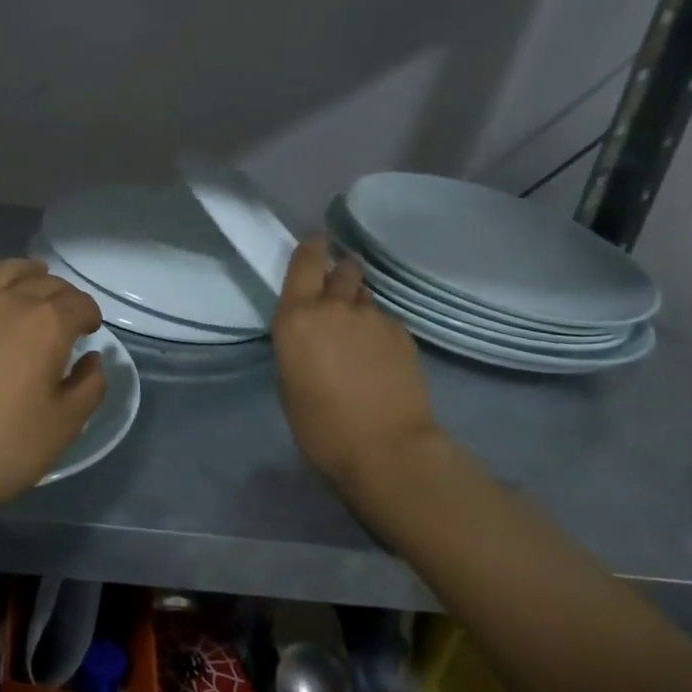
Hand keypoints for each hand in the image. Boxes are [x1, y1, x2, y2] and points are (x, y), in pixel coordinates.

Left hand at [0, 259, 106, 522]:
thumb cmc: (1, 446)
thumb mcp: (62, 427)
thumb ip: (88, 387)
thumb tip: (92, 360)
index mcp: (47, 324)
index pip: (79, 303)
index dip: (90, 315)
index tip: (90, 331)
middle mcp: (10, 301)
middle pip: (45, 282)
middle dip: (63, 295)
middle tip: (66, 316)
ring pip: (4, 270)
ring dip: (26, 273)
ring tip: (32, 283)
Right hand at [272, 236, 441, 487]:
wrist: (386, 447)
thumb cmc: (320, 424)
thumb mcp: (289, 380)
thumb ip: (298, 344)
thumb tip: (314, 335)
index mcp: (297, 316)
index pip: (305, 261)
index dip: (312, 248)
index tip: (316, 243)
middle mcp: (334, 306)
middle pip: (342, 269)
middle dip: (339, 272)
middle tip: (336, 289)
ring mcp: (373, 318)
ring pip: (364, 297)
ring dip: (358, 305)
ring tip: (358, 331)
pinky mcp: (403, 334)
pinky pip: (385, 321)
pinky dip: (378, 330)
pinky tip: (379, 356)